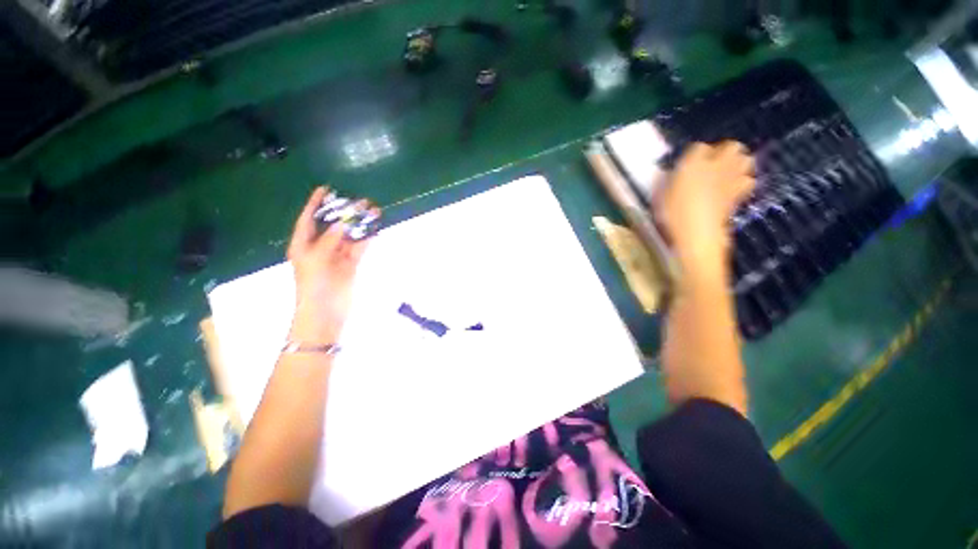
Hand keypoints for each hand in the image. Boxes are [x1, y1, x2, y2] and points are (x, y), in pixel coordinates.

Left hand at [286, 187, 377, 342]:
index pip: (308, 219)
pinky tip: (375, 229)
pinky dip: (367, 238)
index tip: (326, 189)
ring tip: (372, 211)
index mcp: (303, 244)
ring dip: (359, 225)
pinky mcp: (351, 264)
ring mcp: (337, 256)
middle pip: (332, 225)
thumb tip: (344, 222)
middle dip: (344, 213)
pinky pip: (360, 247)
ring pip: (349, 235)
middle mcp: (320, 247)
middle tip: (358, 200)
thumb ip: (331, 239)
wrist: (325, 312)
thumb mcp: (317, 259)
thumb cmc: (314, 286)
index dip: (315, 204)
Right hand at [655, 141, 754, 280]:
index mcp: (692, 163)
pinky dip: (742, 183)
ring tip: (726, 175)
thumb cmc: (671, 214)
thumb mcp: (659, 196)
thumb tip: (670, 173)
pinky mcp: (739, 194)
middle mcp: (716, 166)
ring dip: (738, 165)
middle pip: (731, 146)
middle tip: (713, 164)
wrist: (696, 235)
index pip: (699, 147)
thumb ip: (667, 180)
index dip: (695, 154)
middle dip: (725, 152)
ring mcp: (731, 179)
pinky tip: (731, 190)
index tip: (688, 164)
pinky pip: (748, 181)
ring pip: (746, 160)